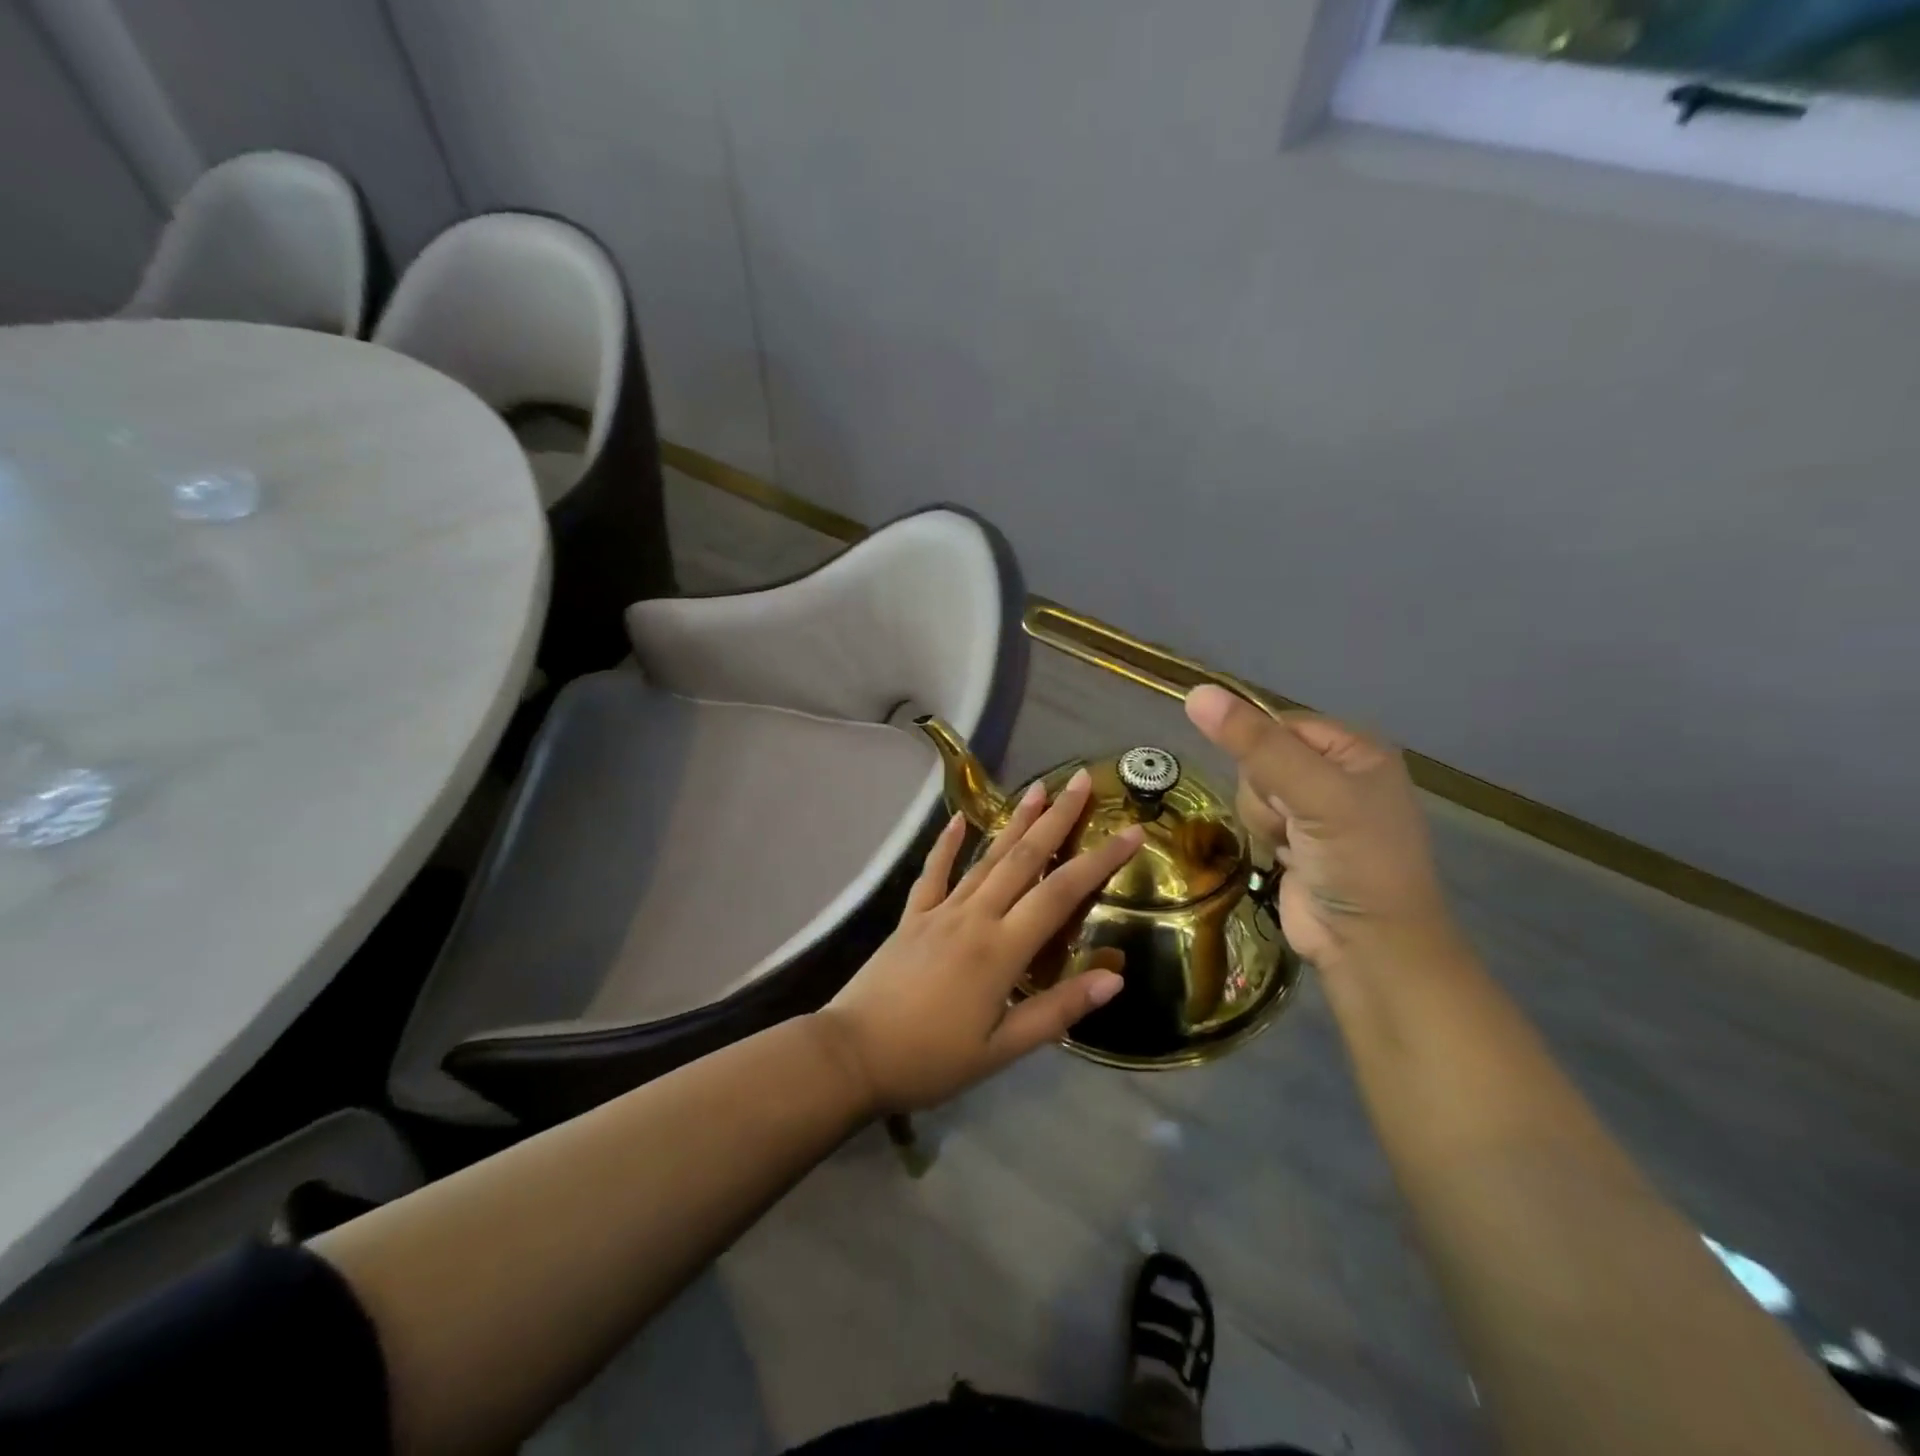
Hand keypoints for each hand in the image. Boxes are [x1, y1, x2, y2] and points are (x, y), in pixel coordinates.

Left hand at [816, 769, 1143, 1113]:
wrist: (853, 1055)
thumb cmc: (931, 1059)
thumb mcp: (1001, 1049)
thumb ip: (1057, 1010)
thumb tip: (1115, 977)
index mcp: (1001, 949)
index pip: (1061, 893)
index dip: (1099, 861)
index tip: (1132, 832)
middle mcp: (974, 916)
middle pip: (1024, 858)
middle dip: (1057, 818)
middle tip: (1082, 780)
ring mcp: (939, 911)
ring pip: (985, 857)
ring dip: (1014, 822)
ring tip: (1038, 789)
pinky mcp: (911, 916)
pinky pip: (933, 872)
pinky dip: (947, 844)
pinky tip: (958, 819)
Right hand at [1185, 686, 1456, 972]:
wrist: (1368, 944)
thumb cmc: (1356, 860)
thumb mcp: (1312, 793)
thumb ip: (1254, 744)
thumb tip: (1196, 693)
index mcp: (1355, 749)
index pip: (1280, 724)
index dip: (1263, 751)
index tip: (1278, 785)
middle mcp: (1336, 772)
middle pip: (1260, 757)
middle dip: (1265, 792)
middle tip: (1294, 821)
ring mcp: (1315, 809)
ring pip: (1252, 790)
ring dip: (1263, 818)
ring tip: (1292, 845)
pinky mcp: (1295, 839)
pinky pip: (1255, 817)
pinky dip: (1264, 836)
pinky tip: (1286, 857)